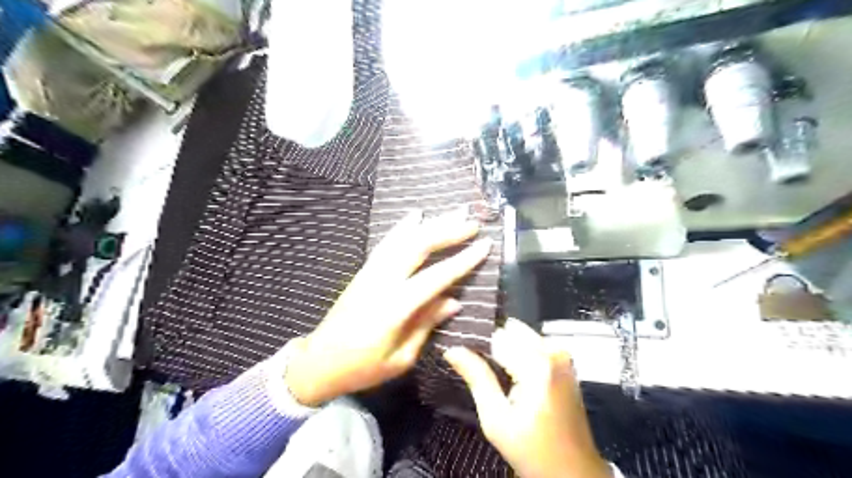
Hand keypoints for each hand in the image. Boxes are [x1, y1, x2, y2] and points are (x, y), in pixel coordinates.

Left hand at [284, 209, 492, 406]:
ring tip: (452, 212)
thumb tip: (454, 301)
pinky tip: (415, 215)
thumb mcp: (400, 358)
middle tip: (471, 221)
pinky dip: (403, 227)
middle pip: (418, 247)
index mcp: (394, 307)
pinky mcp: (364, 271)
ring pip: (403, 239)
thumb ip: (426, 325)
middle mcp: (382, 282)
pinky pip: (386, 243)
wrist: (318, 362)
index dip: (462, 260)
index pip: (435, 277)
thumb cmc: (362, 368)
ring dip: (430, 224)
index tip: (484, 245)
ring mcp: (371, 272)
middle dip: (447, 231)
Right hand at [446, 320, 611, 476]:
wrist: (573, 471)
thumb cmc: (533, 450)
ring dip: (504, 349)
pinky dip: (518, 353)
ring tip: (494, 374)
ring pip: (520, 335)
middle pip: (510, 331)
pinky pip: (532, 344)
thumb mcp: (496, 419)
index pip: (496, 335)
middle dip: (491, 344)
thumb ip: (477, 378)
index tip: (462, 355)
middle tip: (476, 367)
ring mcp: (562, 355)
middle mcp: (553, 351)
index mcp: (537, 364)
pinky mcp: (564, 362)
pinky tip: (509, 375)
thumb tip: (452, 349)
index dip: (476, 345)